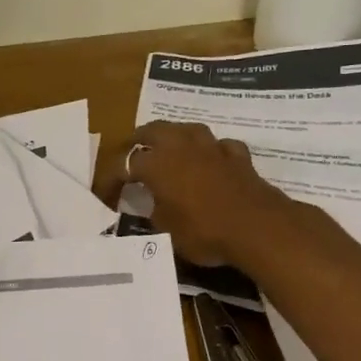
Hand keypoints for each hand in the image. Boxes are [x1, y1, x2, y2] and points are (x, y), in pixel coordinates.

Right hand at [119, 121, 297, 267]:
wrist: (257, 227)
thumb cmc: (204, 231)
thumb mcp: (166, 230)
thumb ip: (153, 212)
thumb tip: (149, 206)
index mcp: (156, 163)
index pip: (121, 165)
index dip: (108, 181)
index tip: (103, 198)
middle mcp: (180, 146)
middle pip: (151, 131)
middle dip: (136, 142)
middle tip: (129, 157)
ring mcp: (211, 147)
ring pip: (185, 129)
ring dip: (172, 137)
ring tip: (166, 150)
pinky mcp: (237, 156)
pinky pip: (218, 145)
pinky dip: (209, 151)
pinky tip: (209, 161)